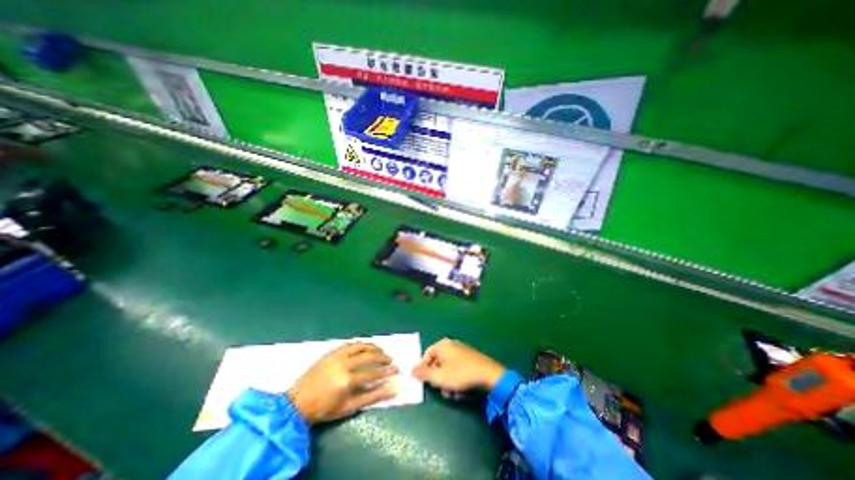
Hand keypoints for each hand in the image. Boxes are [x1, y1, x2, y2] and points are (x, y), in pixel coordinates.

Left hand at [283, 342, 397, 422]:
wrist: (297, 402)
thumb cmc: (324, 409)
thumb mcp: (349, 407)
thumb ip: (372, 397)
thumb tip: (392, 389)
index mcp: (347, 379)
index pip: (373, 372)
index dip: (387, 371)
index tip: (396, 369)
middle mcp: (344, 363)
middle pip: (370, 356)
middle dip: (383, 357)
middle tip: (391, 360)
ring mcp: (337, 355)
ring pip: (361, 345)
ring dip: (374, 347)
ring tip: (381, 351)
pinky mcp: (332, 351)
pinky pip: (351, 343)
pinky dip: (361, 344)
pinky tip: (366, 347)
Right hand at [411, 337, 502, 392]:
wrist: (488, 375)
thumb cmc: (460, 374)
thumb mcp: (438, 376)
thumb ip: (423, 373)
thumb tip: (411, 370)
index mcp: (442, 345)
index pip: (426, 355)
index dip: (424, 369)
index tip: (425, 382)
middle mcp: (451, 345)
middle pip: (437, 363)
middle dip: (438, 378)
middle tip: (441, 390)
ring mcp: (461, 351)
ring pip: (447, 368)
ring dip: (447, 382)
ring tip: (453, 394)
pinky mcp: (470, 359)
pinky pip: (457, 369)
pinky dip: (456, 380)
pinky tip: (461, 391)